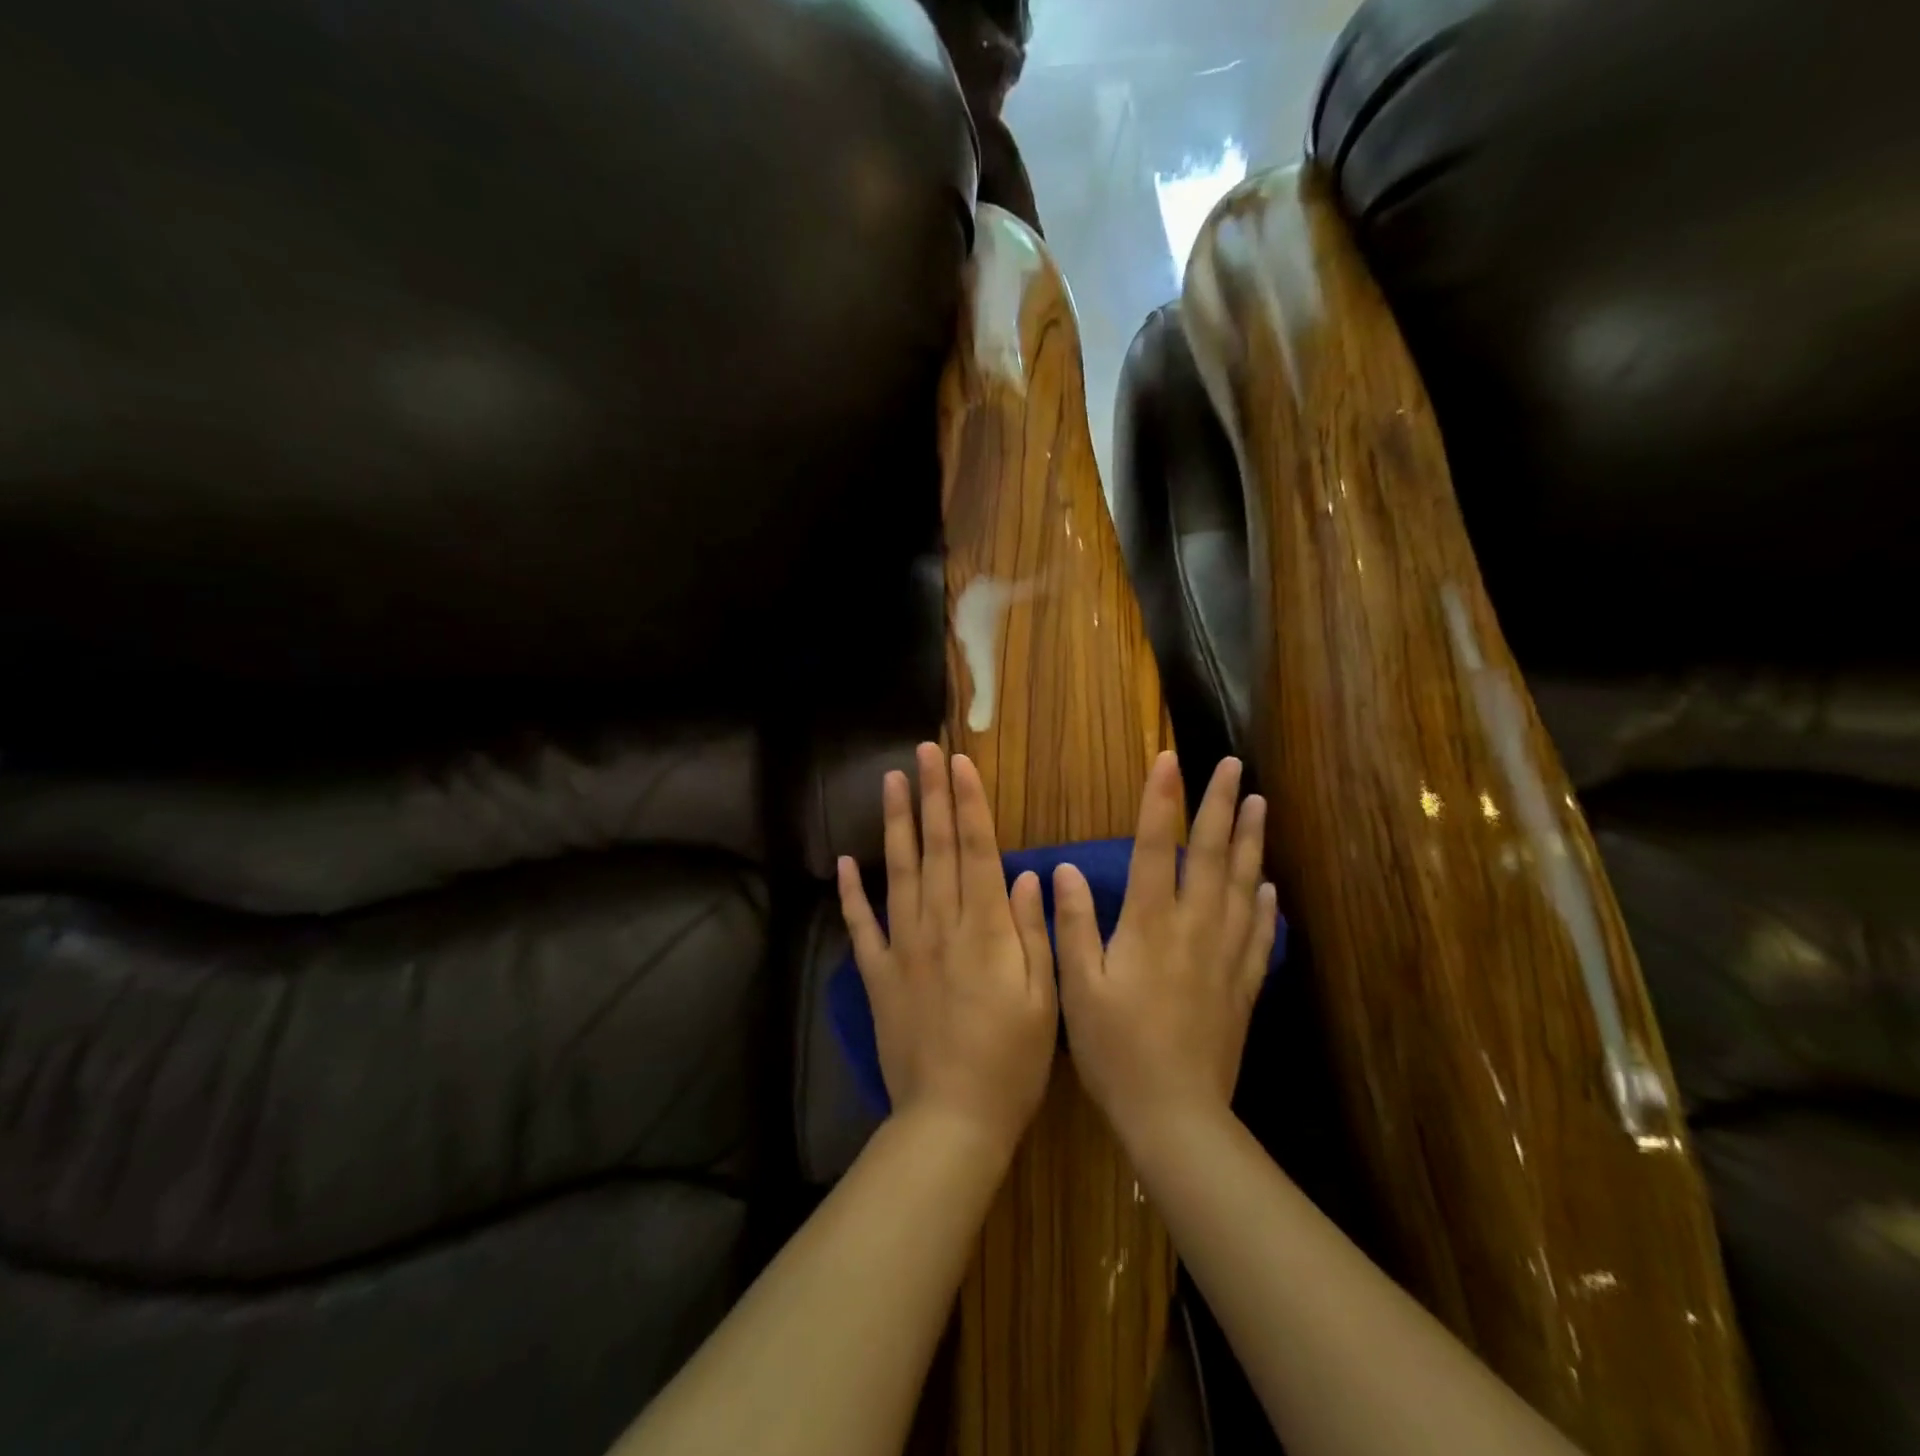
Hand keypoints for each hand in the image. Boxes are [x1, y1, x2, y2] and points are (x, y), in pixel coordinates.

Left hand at [837, 743, 1057, 1159]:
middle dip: (932, 796)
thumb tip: (1025, 873)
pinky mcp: (879, 975)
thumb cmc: (1013, 1061)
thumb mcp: (1043, 997)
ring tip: (891, 782)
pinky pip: (862, 926)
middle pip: (937, 849)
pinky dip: (852, 893)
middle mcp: (941, 926)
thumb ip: (1031, 931)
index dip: (968, 803)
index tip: (960, 763)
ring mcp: (904, 948)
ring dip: (895, 825)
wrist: (953, 1119)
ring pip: (899, 873)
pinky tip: (845, 862)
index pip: (977, 850)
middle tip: (924, 751)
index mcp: (986, 929)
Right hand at [1054, 753, 1277, 1150]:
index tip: (1171, 759)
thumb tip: (1062, 868)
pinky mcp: (1242, 985)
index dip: (1161, 800)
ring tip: (1260, 804)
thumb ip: (1074, 923)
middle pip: (1211, 855)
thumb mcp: (1078, 986)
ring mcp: (1224, 956)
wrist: (1175, 1114)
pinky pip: (1258, 932)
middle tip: (1235, 765)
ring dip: (1251, 840)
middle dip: (1221, 805)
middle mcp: (1193, 928)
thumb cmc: (1116, 1049)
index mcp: (1149, 924)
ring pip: (1243, 885)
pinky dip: (1265, 903)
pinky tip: (1269, 884)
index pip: (1156, 847)